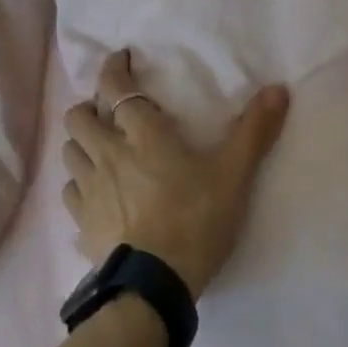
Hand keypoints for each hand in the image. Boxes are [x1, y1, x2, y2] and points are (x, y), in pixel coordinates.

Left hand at [61, 51, 290, 297]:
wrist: (154, 287)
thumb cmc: (196, 220)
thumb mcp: (234, 174)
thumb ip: (254, 130)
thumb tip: (278, 88)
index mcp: (142, 136)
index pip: (117, 89)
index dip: (114, 69)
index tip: (120, 59)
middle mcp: (107, 155)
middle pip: (78, 118)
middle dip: (88, 107)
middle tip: (107, 112)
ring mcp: (88, 191)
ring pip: (69, 153)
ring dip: (80, 144)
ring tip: (98, 149)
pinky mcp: (82, 225)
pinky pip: (69, 195)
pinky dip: (78, 186)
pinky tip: (93, 195)